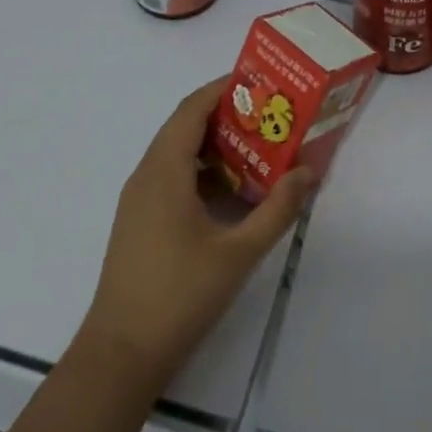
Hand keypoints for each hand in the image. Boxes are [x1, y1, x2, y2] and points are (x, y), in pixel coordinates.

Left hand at [79, 77, 315, 392]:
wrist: (123, 350)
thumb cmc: (180, 294)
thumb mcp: (239, 251)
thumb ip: (277, 209)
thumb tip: (309, 172)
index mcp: (164, 170)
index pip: (192, 108)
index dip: (223, 88)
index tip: (259, 81)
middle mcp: (146, 175)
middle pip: (185, 127)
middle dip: (226, 116)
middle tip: (270, 115)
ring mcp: (139, 199)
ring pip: (178, 155)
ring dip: (215, 147)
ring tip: (259, 148)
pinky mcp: (140, 220)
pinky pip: (173, 178)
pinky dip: (203, 173)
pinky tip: (233, 192)